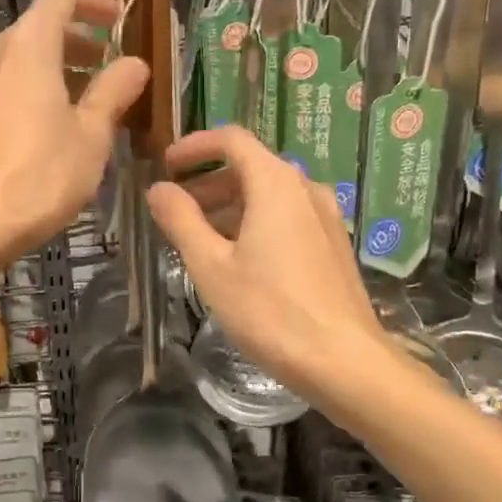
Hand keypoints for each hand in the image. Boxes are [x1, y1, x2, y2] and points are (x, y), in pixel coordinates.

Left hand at [0, 0, 148, 258]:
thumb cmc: (41, 176)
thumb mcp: (91, 135)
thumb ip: (113, 92)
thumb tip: (133, 64)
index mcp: (29, 47)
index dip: (93, 0)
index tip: (118, 21)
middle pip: (39, 27)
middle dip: (79, 40)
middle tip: (108, 66)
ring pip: (20, 58)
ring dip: (56, 67)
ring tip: (87, 99)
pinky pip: (4, 84)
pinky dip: (32, 88)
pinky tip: (52, 125)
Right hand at [147, 126, 388, 397]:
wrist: (343, 361)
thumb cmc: (269, 311)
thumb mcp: (211, 266)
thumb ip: (181, 220)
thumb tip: (159, 189)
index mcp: (275, 184)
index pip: (232, 140)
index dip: (194, 146)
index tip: (166, 164)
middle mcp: (305, 189)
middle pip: (250, 167)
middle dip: (208, 182)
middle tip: (175, 210)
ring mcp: (325, 217)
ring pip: (269, 194)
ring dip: (229, 205)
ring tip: (199, 238)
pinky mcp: (333, 245)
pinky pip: (287, 217)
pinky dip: (254, 222)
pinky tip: (237, 258)